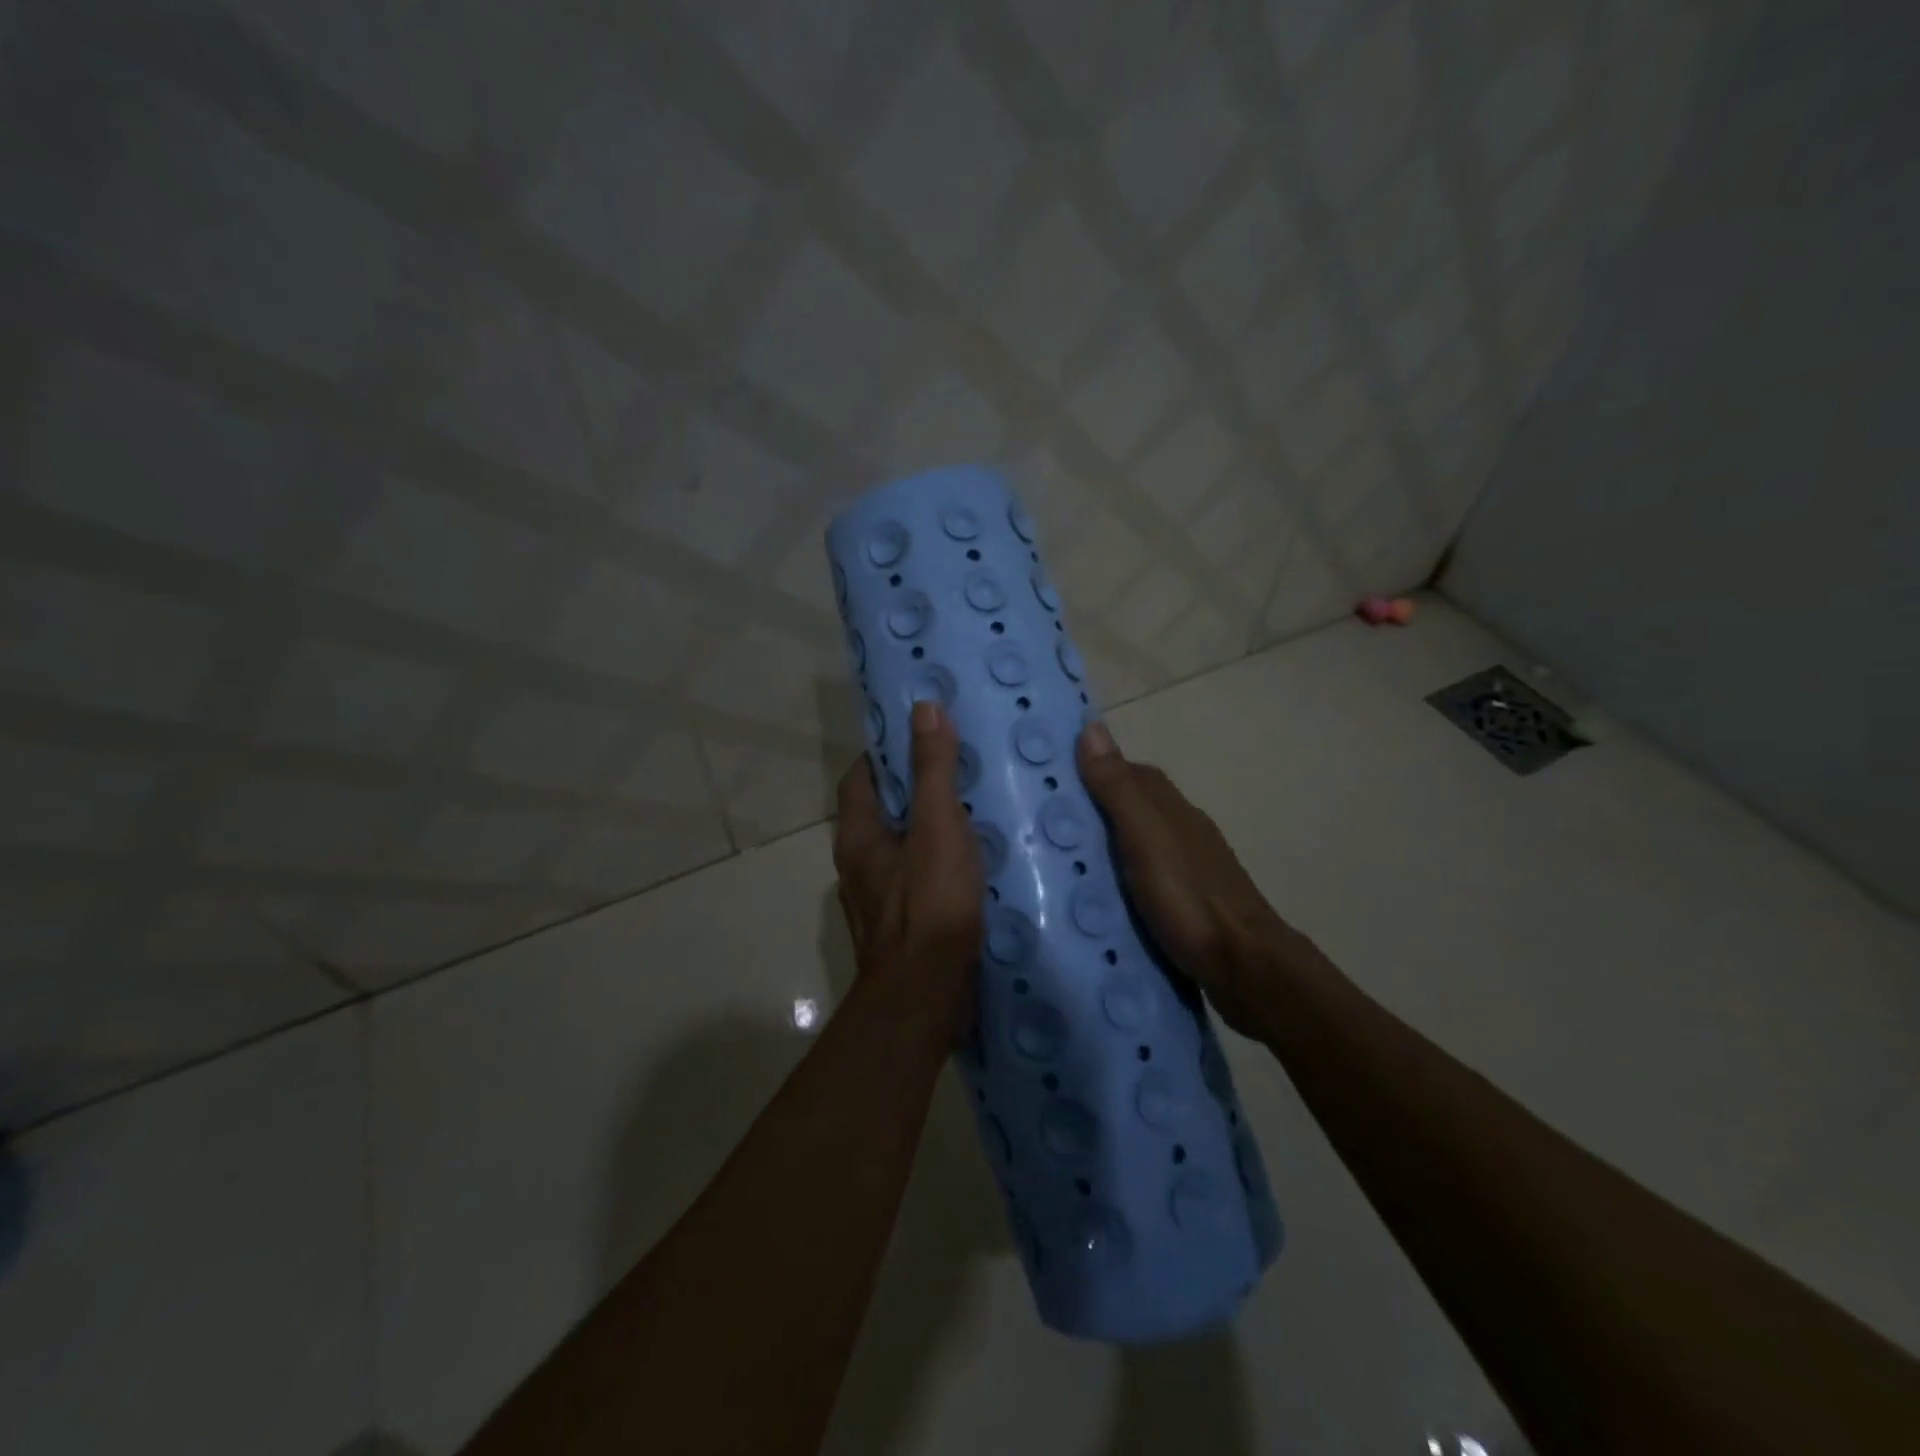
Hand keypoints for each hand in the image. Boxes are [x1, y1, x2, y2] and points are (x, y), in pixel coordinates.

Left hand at [833, 700, 983, 1040]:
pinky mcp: (904, 924)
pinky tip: (978, 861)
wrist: (927, 995)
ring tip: (976, 807)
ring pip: (904, 846)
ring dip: (931, 827)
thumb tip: (924, 708)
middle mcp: (859, 864)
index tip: (923, 735)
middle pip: (883, 811)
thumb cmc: (930, 903)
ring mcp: (879, 898)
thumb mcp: (937, 825)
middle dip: (916, 787)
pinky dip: (942, 862)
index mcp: (858, 835)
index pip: (861, 776)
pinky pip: (920, 877)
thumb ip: (933, 769)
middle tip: (961, 766)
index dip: (887, 752)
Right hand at [1076, 722, 1301, 1034]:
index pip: (1131, 773)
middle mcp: (1183, 830)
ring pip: (1141, 844)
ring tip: (1065, 861)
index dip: (1096, 770)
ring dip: (1109, 846)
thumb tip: (1091, 727)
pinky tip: (1102, 896)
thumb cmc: (1188, 898)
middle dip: (1096, 810)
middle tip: (1048, 825)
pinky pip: (1146, 877)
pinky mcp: (1188, 903)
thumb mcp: (1144, 838)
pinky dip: (1122, 877)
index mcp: (1172, 809)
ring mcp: (1190, 869)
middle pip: (1135, 808)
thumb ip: (1117, 788)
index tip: (1054, 779)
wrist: (1245, 966)